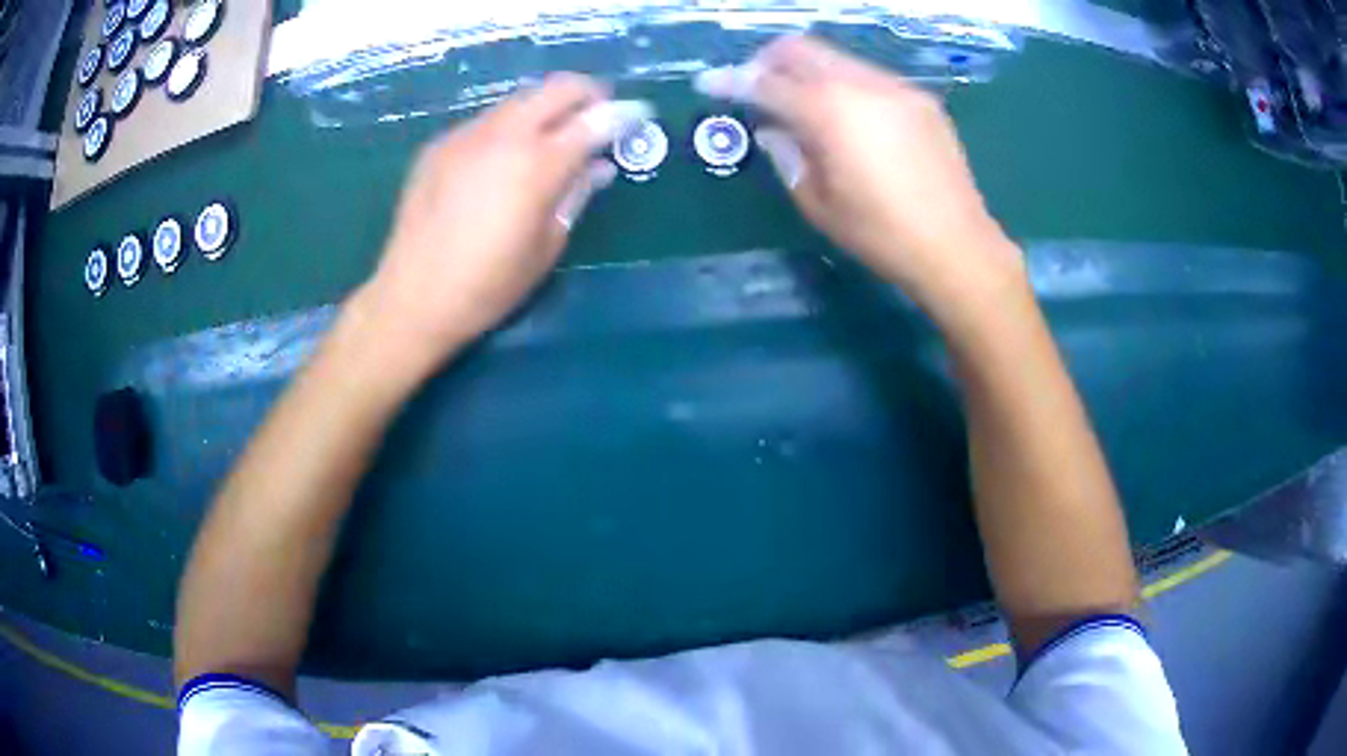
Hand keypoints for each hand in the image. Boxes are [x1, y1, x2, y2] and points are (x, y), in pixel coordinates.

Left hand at [350, 73, 624, 386]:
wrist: (412, 299)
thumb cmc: (489, 286)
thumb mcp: (547, 247)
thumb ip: (575, 195)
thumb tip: (599, 166)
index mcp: (537, 165)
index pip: (593, 121)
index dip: (623, 114)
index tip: (639, 114)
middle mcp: (502, 136)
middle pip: (556, 88)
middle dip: (587, 93)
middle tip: (600, 113)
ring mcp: (465, 135)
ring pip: (519, 100)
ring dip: (546, 107)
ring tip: (553, 135)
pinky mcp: (439, 146)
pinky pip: (486, 121)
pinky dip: (509, 127)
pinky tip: (505, 158)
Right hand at [698, 36, 1025, 317]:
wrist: (957, 246)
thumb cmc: (881, 234)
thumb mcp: (818, 203)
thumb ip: (787, 156)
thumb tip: (773, 130)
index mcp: (830, 111)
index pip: (767, 83)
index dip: (731, 81)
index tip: (708, 82)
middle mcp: (862, 84)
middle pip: (802, 49)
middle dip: (769, 61)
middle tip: (755, 86)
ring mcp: (897, 88)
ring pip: (838, 59)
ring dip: (809, 71)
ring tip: (803, 105)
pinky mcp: (921, 100)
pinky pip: (869, 76)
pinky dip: (845, 85)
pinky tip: (849, 118)